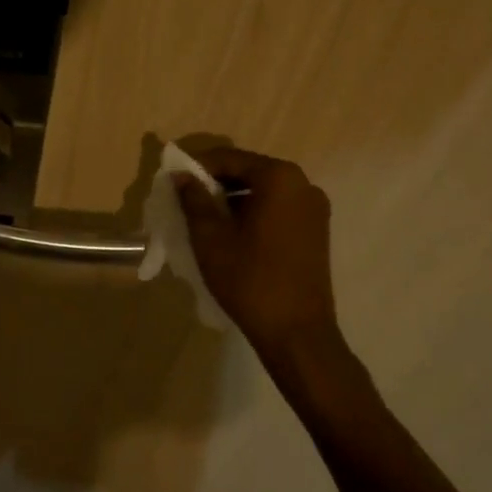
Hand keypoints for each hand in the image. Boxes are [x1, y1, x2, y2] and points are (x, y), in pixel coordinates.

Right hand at [174, 148, 342, 364]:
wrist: (297, 333)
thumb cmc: (249, 279)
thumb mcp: (210, 237)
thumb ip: (194, 199)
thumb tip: (181, 176)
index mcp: (279, 178)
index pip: (230, 158)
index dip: (198, 166)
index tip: (174, 181)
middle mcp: (303, 185)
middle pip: (249, 171)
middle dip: (216, 182)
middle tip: (187, 200)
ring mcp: (314, 209)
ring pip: (264, 191)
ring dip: (234, 199)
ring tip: (205, 218)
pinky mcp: (316, 231)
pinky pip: (278, 209)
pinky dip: (253, 212)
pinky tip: (232, 233)